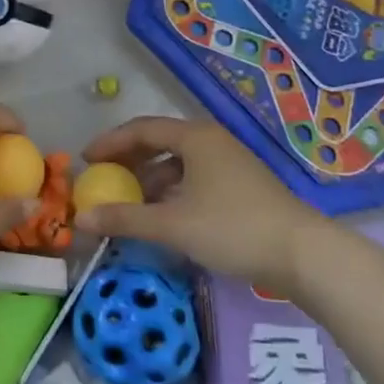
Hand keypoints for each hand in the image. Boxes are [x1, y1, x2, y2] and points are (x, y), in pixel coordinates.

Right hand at [73, 115, 330, 287]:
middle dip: (128, 161)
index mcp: (194, 137)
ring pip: (178, 163)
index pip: (141, 129)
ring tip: (129, 203)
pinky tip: (163, 216)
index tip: (86, 160)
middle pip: (159, 142)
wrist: (304, 254)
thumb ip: (125, 219)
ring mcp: (229, 163)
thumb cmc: (233, 228)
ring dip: (150, 179)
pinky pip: (194, 178)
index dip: (110, 143)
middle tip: (104, 179)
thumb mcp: (173, 225)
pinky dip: (171, 191)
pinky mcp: (241, 185)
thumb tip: (79, 220)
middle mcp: (211, 141)